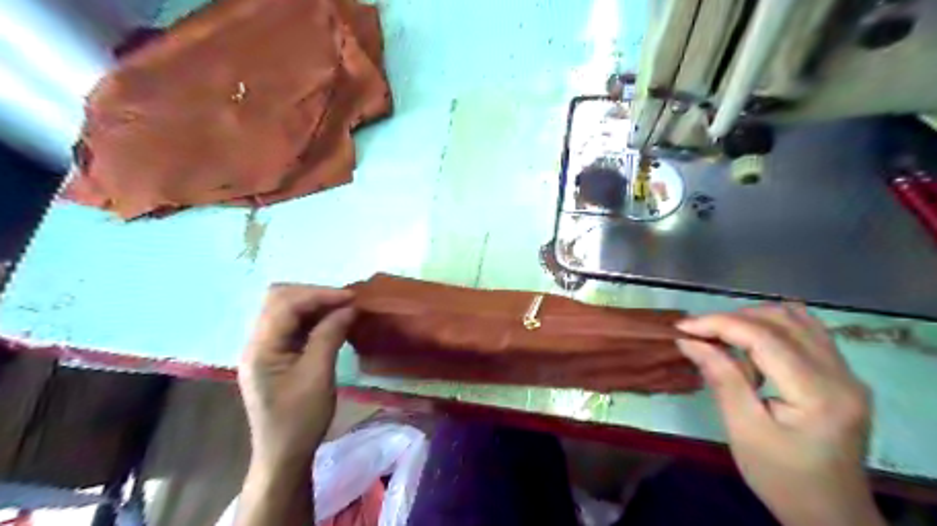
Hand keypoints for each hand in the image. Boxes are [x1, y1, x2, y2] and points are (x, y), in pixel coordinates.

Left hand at [239, 286, 357, 469]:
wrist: (284, 456)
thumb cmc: (300, 420)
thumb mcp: (318, 375)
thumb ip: (330, 336)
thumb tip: (348, 308)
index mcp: (261, 347)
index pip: (286, 304)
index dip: (320, 295)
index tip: (352, 297)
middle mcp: (257, 342)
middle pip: (280, 300)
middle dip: (315, 295)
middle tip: (346, 302)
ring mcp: (265, 349)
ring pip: (286, 311)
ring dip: (315, 306)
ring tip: (343, 310)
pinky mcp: (275, 357)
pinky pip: (292, 326)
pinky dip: (313, 319)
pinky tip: (332, 323)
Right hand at [678, 304, 884, 525]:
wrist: (831, 513)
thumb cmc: (781, 478)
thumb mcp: (744, 430)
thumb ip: (721, 378)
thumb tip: (689, 340)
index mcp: (819, 393)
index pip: (764, 337)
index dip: (719, 324)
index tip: (681, 327)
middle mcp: (841, 375)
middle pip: (782, 320)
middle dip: (732, 319)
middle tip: (699, 335)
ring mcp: (847, 373)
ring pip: (796, 319)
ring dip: (752, 319)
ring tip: (723, 338)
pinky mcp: (842, 376)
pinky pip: (805, 332)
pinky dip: (771, 328)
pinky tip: (751, 346)